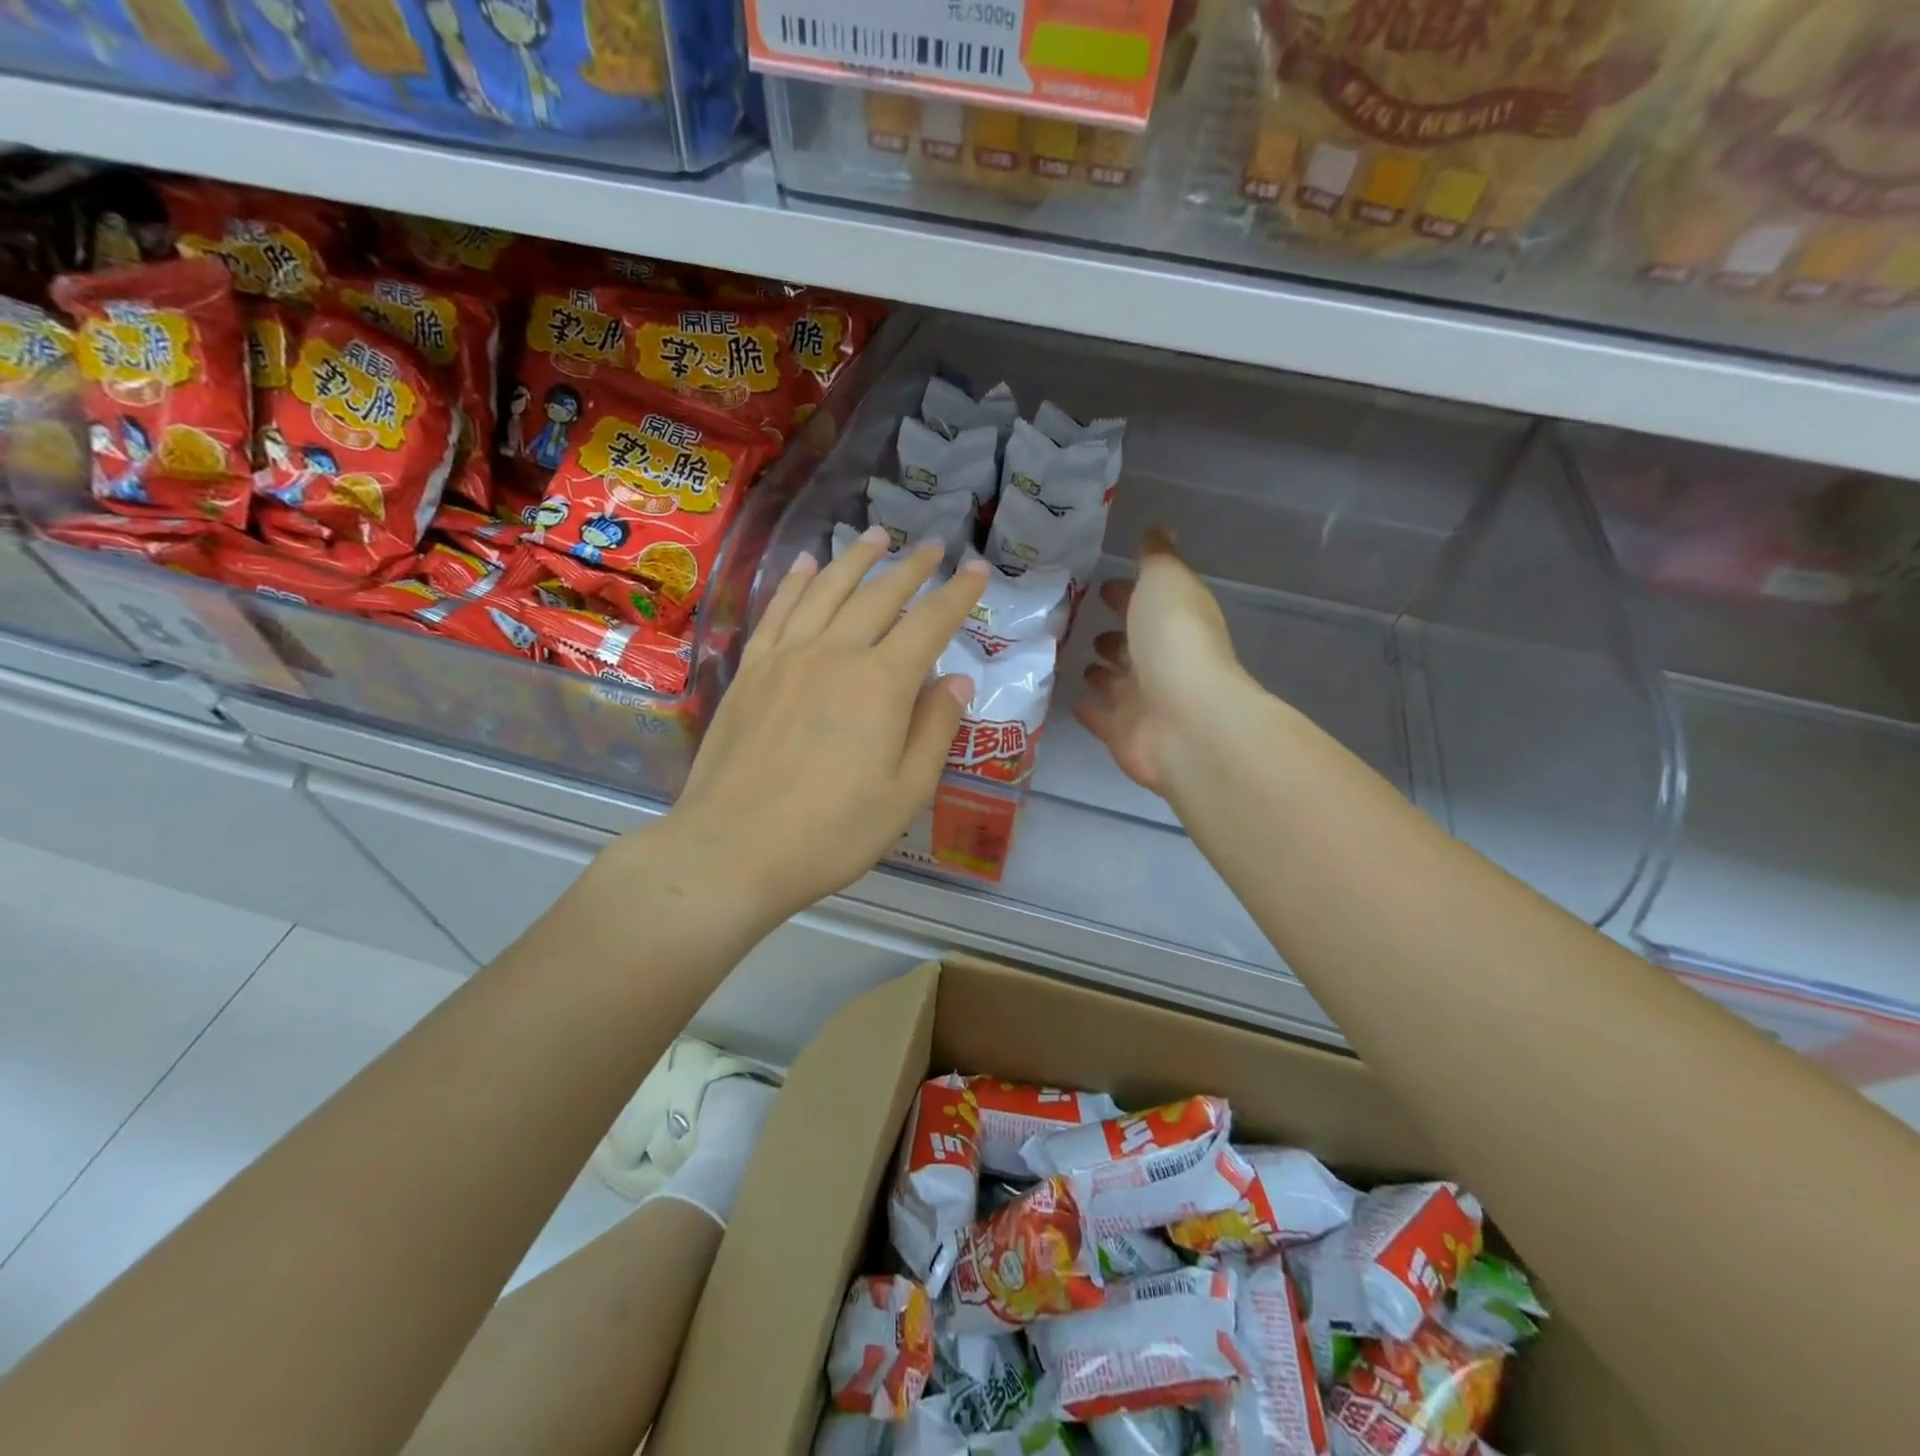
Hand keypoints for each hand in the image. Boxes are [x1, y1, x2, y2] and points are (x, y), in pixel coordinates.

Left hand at [664, 530, 986, 925]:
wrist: (733, 849)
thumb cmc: (832, 832)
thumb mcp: (905, 793)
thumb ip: (935, 730)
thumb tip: (956, 679)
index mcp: (882, 684)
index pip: (930, 623)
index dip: (958, 594)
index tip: (979, 570)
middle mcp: (835, 653)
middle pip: (880, 595)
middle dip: (912, 568)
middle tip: (933, 547)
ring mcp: (787, 657)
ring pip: (828, 590)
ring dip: (856, 559)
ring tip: (877, 536)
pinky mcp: (751, 670)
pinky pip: (778, 610)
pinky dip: (797, 582)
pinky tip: (808, 565)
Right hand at [1074, 527, 1249, 796]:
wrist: (1186, 720)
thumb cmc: (1175, 641)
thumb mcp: (1165, 582)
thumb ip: (1157, 558)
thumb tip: (1158, 529)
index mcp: (1175, 622)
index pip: (1147, 604)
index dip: (1126, 594)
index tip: (1099, 584)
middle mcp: (1161, 662)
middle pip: (1132, 645)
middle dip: (1112, 634)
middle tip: (1078, 622)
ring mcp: (1142, 701)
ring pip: (1116, 682)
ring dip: (1100, 671)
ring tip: (1072, 657)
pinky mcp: (1123, 734)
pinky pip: (1101, 717)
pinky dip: (1089, 708)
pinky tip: (1070, 698)